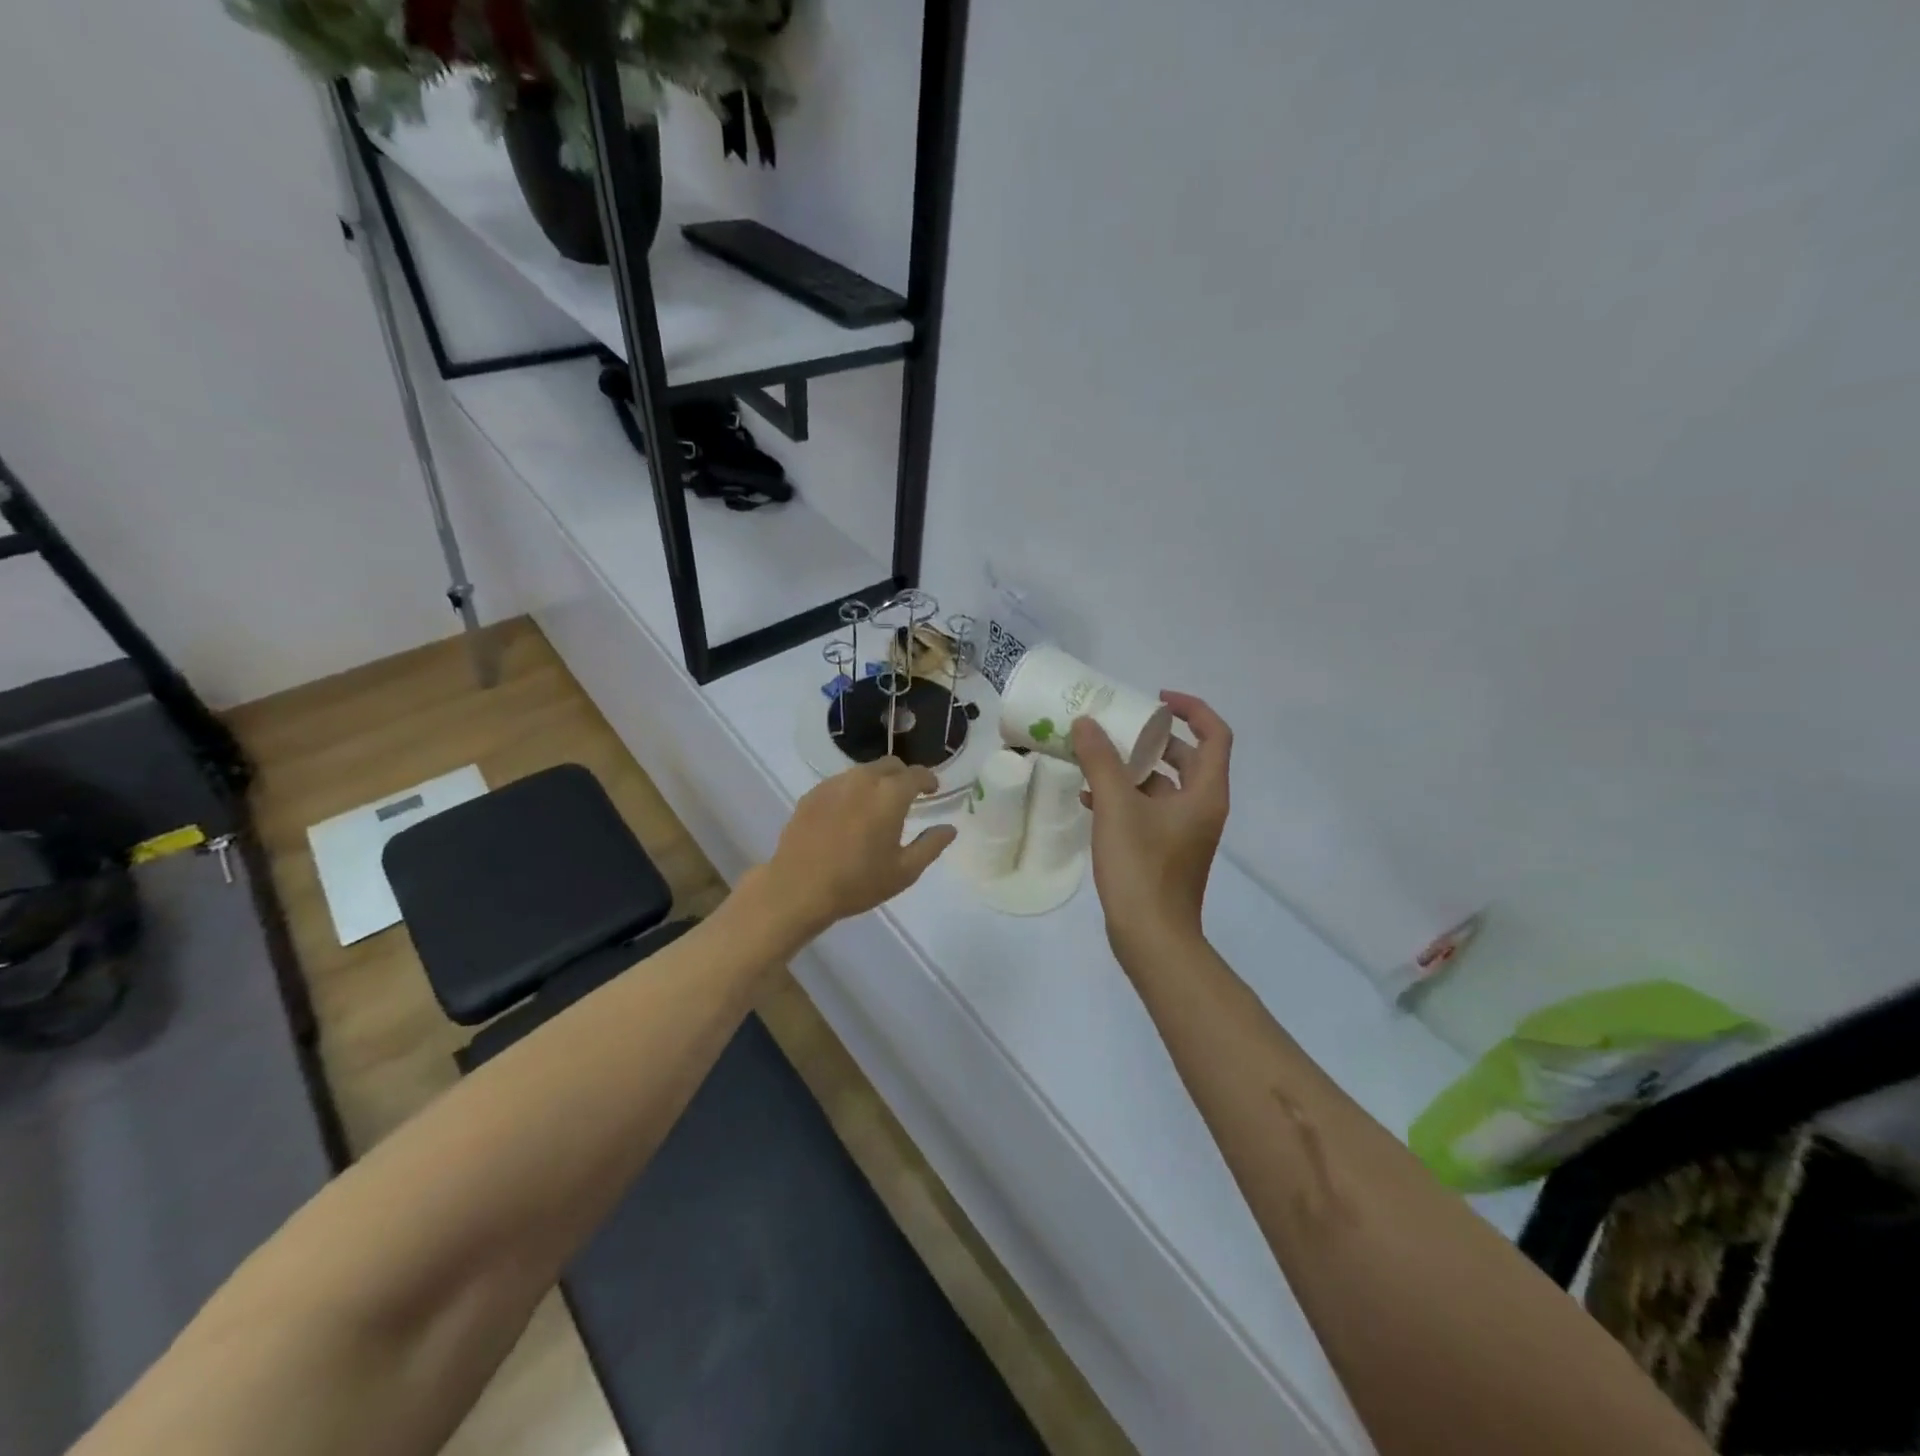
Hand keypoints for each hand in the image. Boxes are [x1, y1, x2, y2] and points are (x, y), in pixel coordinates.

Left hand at [762, 758, 956, 932]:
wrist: (798, 888)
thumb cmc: (857, 882)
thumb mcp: (904, 871)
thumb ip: (931, 845)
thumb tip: (949, 828)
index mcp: (890, 794)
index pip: (917, 774)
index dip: (929, 779)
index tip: (933, 790)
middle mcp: (862, 780)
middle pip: (890, 765)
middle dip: (903, 776)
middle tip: (908, 797)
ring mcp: (833, 784)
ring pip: (863, 772)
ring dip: (877, 782)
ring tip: (878, 807)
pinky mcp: (812, 794)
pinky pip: (840, 784)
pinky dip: (852, 791)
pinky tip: (849, 815)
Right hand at [1073, 692, 1231, 961]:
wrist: (1151, 938)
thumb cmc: (1141, 868)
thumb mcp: (1116, 807)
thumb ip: (1100, 761)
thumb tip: (1086, 723)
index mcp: (1205, 792)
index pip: (1215, 734)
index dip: (1191, 709)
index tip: (1156, 699)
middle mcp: (1202, 807)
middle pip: (1187, 758)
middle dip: (1153, 738)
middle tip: (1118, 726)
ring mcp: (1185, 832)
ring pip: (1164, 786)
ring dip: (1133, 769)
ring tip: (1095, 758)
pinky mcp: (1166, 851)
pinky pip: (1149, 811)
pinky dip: (1126, 798)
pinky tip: (1089, 799)